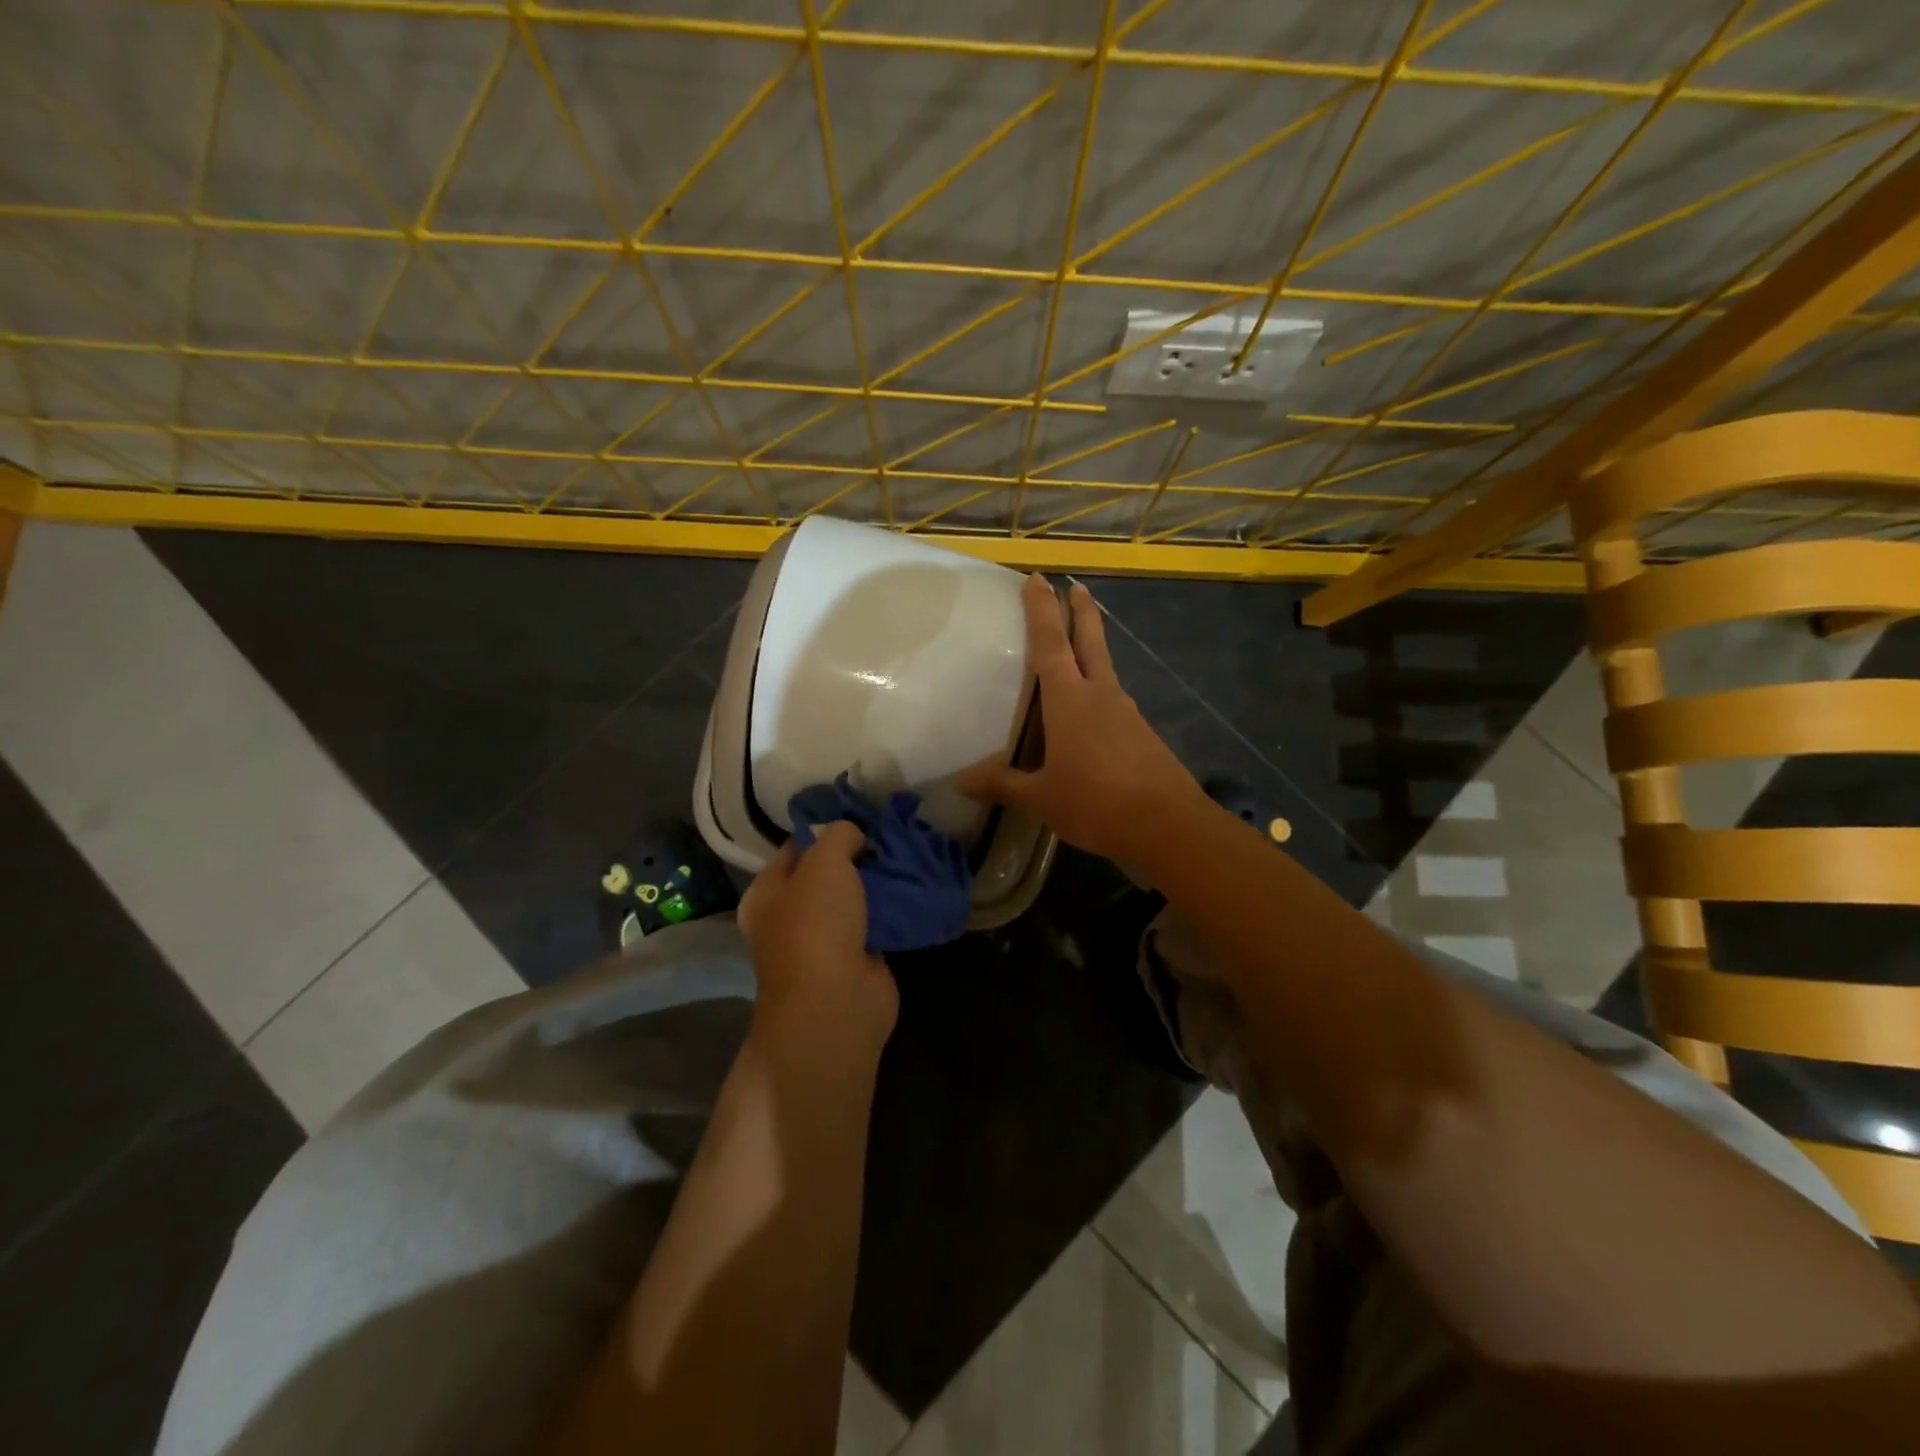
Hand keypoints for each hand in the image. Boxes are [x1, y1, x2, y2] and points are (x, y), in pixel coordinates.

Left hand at [738, 820, 897, 1048]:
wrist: (837, 1003)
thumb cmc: (816, 925)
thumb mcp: (824, 862)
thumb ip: (838, 835)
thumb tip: (854, 836)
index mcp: (768, 893)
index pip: (795, 847)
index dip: (824, 828)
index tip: (860, 814)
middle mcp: (790, 916)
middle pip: (827, 873)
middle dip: (857, 854)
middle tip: (889, 833)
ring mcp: (825, 940)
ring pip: (855, 898)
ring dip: (879, 881)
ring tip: (908, 854)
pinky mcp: (858, 958)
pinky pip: (877, 922)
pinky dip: (894, 908)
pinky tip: (915, 887)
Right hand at [959, 575, 1205, 864]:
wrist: (1166, 825)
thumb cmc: (1095, 802)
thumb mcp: (1042, 798)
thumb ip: (1003, 785)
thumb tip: (961, 782)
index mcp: (1070, 700)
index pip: (1051, 644)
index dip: (1041, 610)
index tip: (1037, 579)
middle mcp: (1101, 695)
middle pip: (1090, 641)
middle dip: (1080, 612)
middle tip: (1076, 586)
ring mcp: (1126, 713)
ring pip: (1105, 670)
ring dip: (1092, 651)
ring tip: (1076, 651)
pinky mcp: (1142, 734)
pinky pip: (1113, 702)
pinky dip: (1099, 693)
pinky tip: (1091, 715)